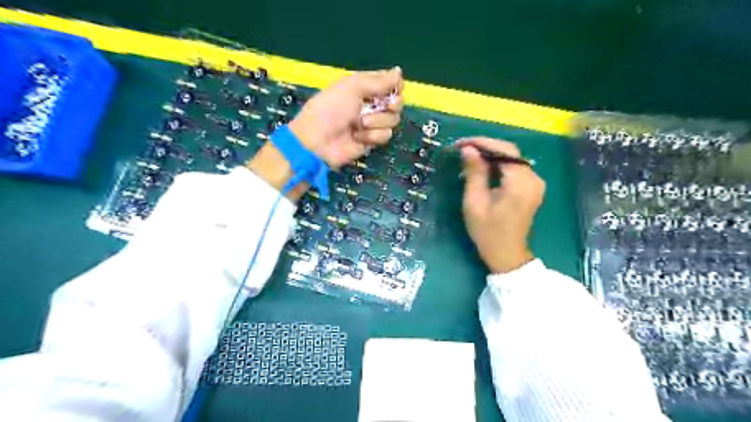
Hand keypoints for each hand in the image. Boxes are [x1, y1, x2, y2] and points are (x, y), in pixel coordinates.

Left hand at [249, 68, 401, 199]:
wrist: (318, 141)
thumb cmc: (331, 109)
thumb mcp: (353, 87)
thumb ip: (379, 81)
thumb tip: (400, 71)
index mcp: (365, 86)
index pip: (390, 82)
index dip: (396, 85)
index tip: (395, 88)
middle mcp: (371, 103)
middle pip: (397, 102)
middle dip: (393, 104)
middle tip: (387, 105)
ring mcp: (372, 123)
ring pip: (393, 119)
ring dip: (378, 121)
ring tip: (360, 124)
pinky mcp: (372, 140)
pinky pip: (385, 135)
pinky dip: (373, 136)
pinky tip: (359, 137)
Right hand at [459, 137, 546, 272]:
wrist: (507, 255)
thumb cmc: (487, 232)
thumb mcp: (475, 202)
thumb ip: (474, 173)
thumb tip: (468, 149)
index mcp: (520, 183)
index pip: (504, 150)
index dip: (482, 142)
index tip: (461, 144)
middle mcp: (533, 178)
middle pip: (510, 152)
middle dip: (485, 147)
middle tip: (462, 149)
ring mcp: (535, 183)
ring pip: (512, 158)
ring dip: (491, 155)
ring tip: (469, 156)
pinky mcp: (532, 188)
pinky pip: (515, 168)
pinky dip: (498, 164)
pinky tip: (483, 167)